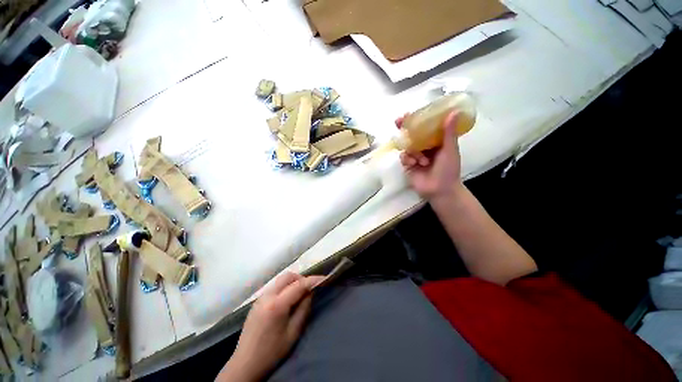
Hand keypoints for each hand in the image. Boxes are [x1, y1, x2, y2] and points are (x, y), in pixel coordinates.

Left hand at [217, 272, 324, 381]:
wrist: (245, 363)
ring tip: (299, 294)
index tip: (324, 279)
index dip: (313, 280)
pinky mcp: (256, 302)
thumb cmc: (272, 351)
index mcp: (277, 304)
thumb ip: (303, 308)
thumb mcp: (293, 332)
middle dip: (301, 278)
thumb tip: (310, 292)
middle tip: (309, 289)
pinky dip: (284, 287)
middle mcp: (267, 296)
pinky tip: (286, 299)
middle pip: (288, 276)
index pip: (299, 285)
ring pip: (280, 280)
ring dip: (292, 282)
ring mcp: (260, 298)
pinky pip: (274, 287)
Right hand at [397, 111, 463, 199]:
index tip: (409, 112)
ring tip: (422, 161)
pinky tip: (413, 164)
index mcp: (435, 142)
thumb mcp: (450, 150)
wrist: (440, 190)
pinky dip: (407, 159)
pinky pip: (403, 157)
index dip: (416, 119)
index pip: (424, 127)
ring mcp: (415, 156)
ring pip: (407, 147)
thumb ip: (449, 133)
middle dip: (404, 129)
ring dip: (413, 152)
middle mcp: (424, 147)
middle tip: (398, 122)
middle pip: (412, 135)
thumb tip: (454, 112)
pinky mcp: (408, 165)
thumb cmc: (448, 170)